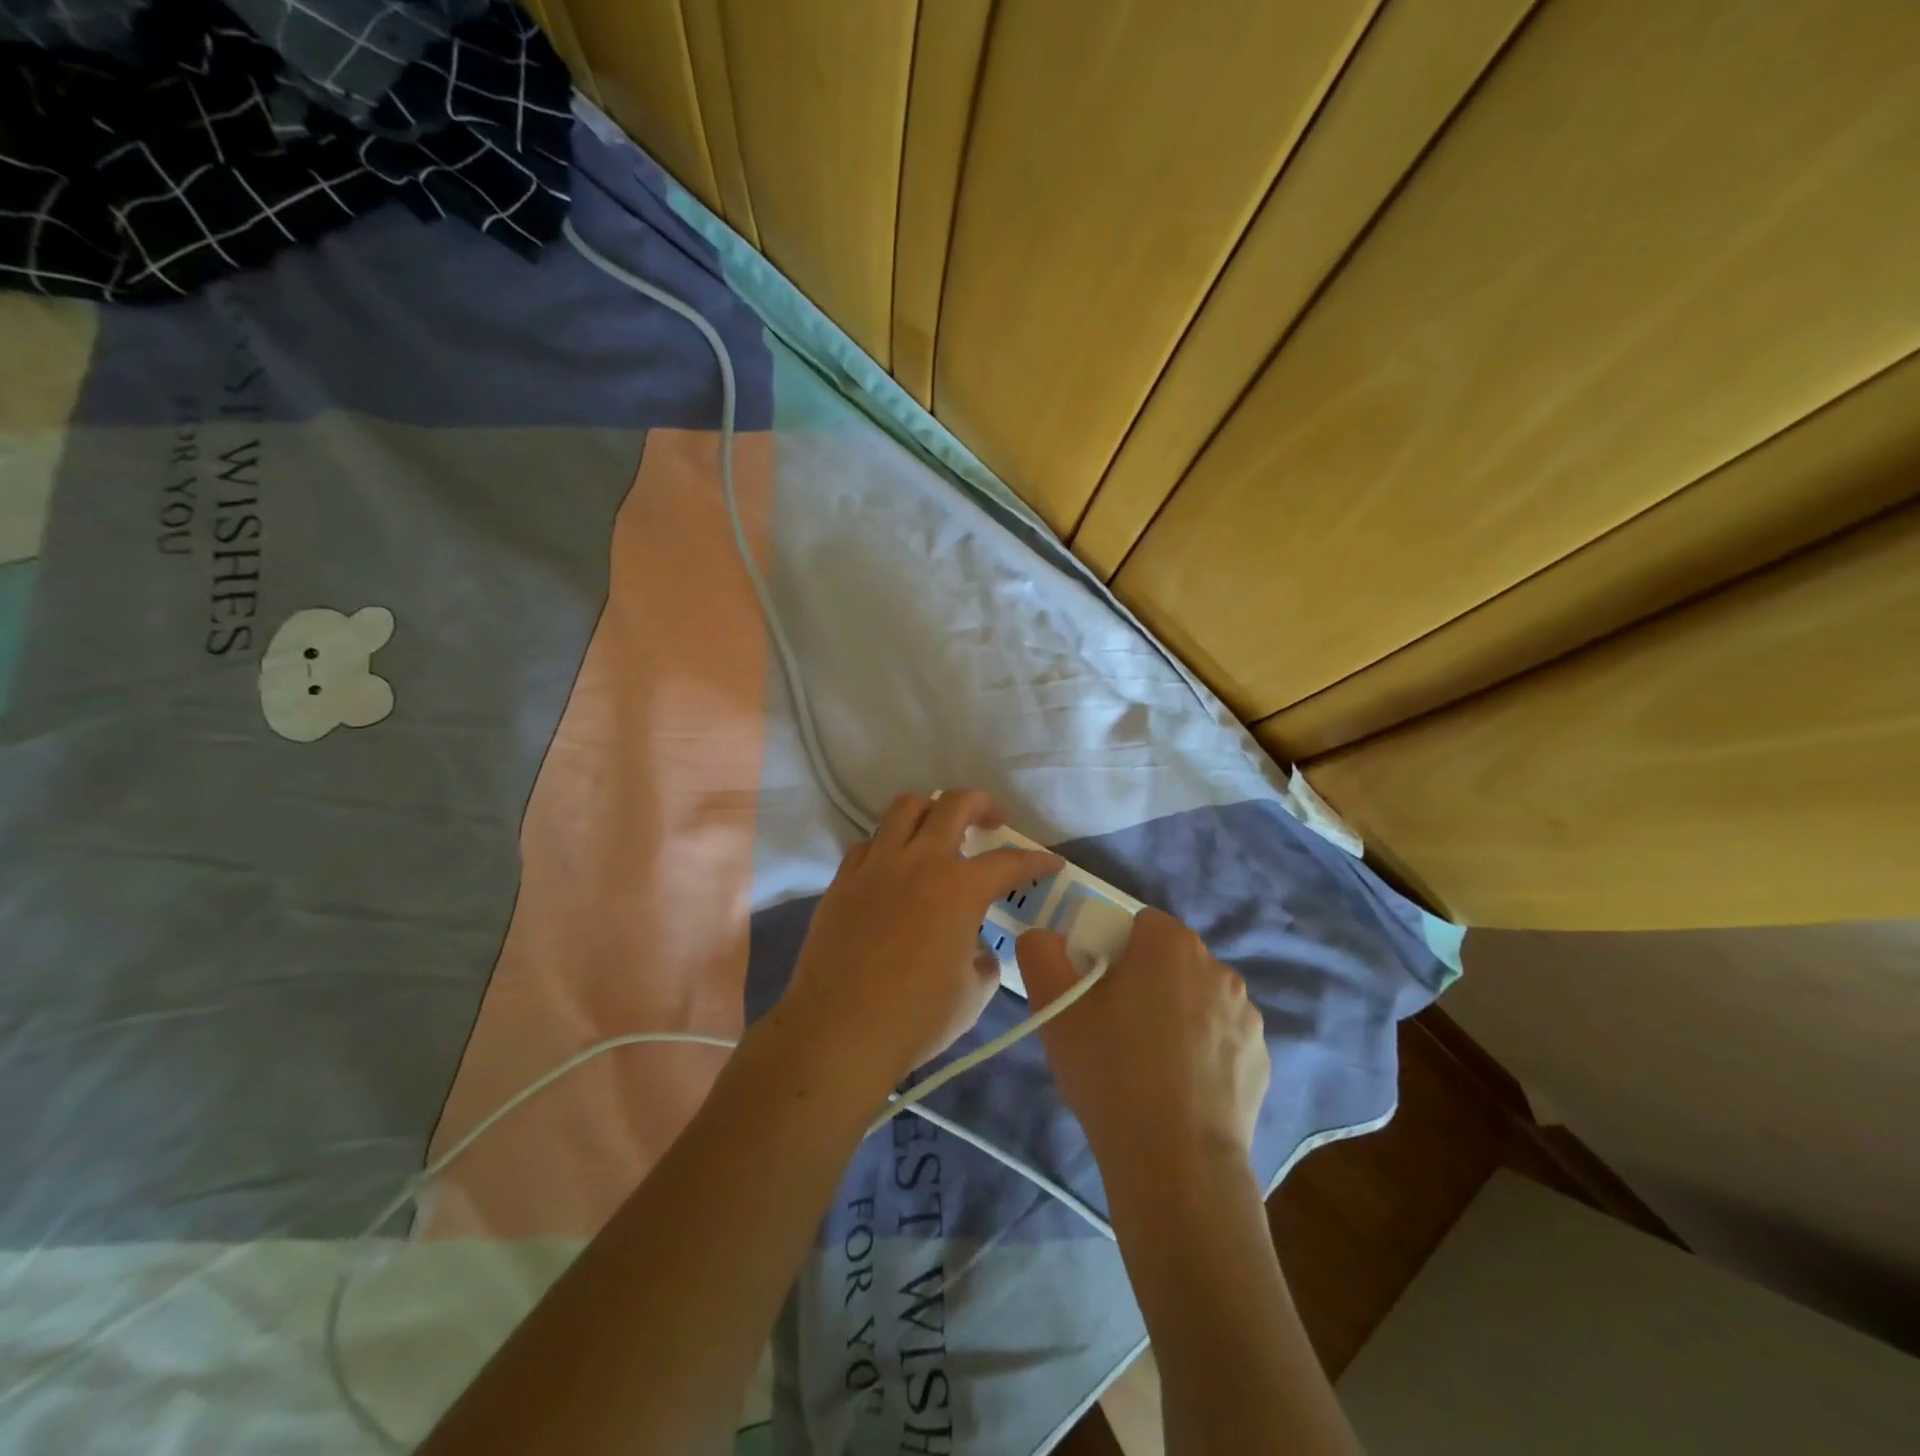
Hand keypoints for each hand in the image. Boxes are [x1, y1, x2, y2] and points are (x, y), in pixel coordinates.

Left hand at [778, 791, 1061, 1092]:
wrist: (838, 1031)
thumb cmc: (915, 1018)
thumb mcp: (972, 996)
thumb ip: (983, 964)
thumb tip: (977, 954)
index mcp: (960, 888)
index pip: (1009, 861)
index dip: (1036, 861)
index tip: (1050, 864)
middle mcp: (919, 862)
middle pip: (955, 804)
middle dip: (982, 805)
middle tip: (993, 821)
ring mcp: (876, 866)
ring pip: (904, 808)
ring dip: (931, 811)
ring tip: (939, 832)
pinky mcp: (843, 880)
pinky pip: (870, 843)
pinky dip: (889, 844)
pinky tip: (895, 868)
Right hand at [1017, 908, 1269, 1181]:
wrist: (1176, 1163)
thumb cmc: (1111, 1071)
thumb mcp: (1056, 1007)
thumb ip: (1041, 953)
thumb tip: (1045, 937)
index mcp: (1172, 946)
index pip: (1140, 924)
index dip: (1113, 950)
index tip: (1096, 990)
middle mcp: (1218, 968)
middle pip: (1170, 960)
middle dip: (1145, 981)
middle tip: (1113, 1028)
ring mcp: (1247, 1016)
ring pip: (1197, 999)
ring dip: (1176, 1015)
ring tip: (1146, 1065)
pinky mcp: (1260, 1060)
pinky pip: (1221, 1039)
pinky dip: (1202, 1052)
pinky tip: (1179, 1090)